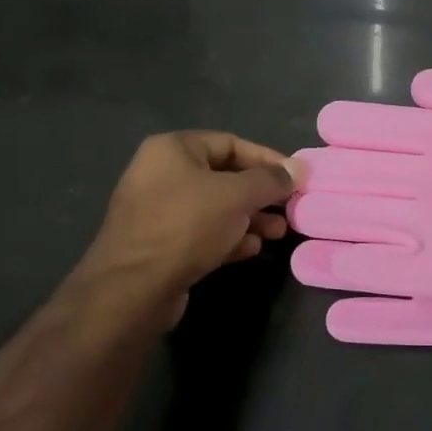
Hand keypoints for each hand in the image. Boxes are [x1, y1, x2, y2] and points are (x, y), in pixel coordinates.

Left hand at [67, 132, 297, 326]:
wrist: (134, 287)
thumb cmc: (186, 226)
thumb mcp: (237, 195)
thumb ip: (270, 180)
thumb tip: (297, 168)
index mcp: (173, 149)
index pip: (230, 143)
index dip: (267, 159)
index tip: (295, 178)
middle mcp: (161, 174)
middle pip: (224, 176)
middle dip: (260, 194)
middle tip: (290, 208)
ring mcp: (158, 210)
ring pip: (216, 207)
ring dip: (250, 218)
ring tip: (278, 232)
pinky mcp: (160, 244)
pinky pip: (202, 232)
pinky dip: (229, 237)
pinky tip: (252, 249)